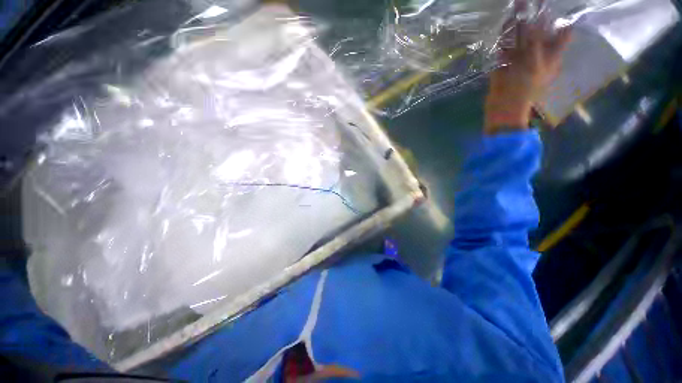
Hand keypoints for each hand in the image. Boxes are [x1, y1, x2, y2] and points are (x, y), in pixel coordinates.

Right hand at [485, 1, 571, 134]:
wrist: (503, 107)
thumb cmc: (524, 89)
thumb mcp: (535, 63)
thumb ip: (534, 40)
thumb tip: (532, 20)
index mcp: (552, 55)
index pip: (562, 31)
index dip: (560, 17)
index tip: (554, 5)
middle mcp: (538, 53)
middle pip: (539, 30)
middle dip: (535, 15)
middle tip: (527, 2)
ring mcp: (520, 58)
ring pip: (521, 37)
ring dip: (519, 23)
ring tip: (517, 6)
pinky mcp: (505, 63)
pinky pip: (506, 46)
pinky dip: (505, 36)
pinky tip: (504, 24)